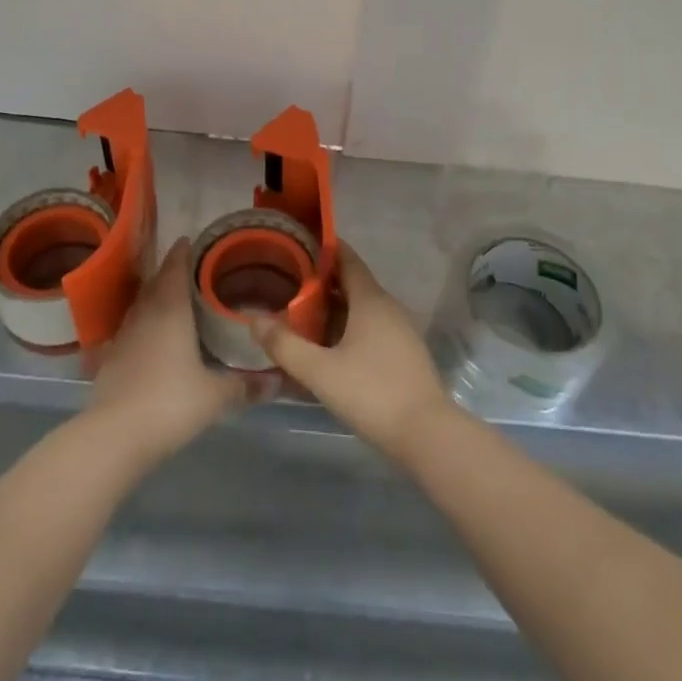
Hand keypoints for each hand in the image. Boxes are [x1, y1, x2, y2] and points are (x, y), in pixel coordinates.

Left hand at [85, 237, 261, 469]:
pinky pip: (129, 329)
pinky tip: (149, 337)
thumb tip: (277, 382)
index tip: (190, 240)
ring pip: (140, 305)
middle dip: (169, 272)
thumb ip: (245, 386)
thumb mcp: (216, 396)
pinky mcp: (109, 358)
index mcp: (171, 310)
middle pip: (156, 282)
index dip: (183, 253)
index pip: (176, 268)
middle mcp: (145, 314)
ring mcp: (123, 335)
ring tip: (170, 298)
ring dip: (153, 296)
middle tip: (187, 268)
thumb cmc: (171, 402)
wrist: (115, 435)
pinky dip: (141, 325)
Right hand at [251, 242, 451, 461]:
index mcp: (371, 299)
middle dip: (321, 281)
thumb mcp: (320, 372)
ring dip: (334, 308)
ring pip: (361, 308)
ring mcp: (400, 331)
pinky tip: (328, 348)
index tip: (296, 244)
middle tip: (287, 283)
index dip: (323, 248)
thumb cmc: (372, 393)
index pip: (346, 258)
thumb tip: (254, 320)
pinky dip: (348, 328)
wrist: (427, 436)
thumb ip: (285, 345)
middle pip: (352, 283)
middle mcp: (388, 307)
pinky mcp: (404, 354)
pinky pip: (371, 328)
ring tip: (301, 314)